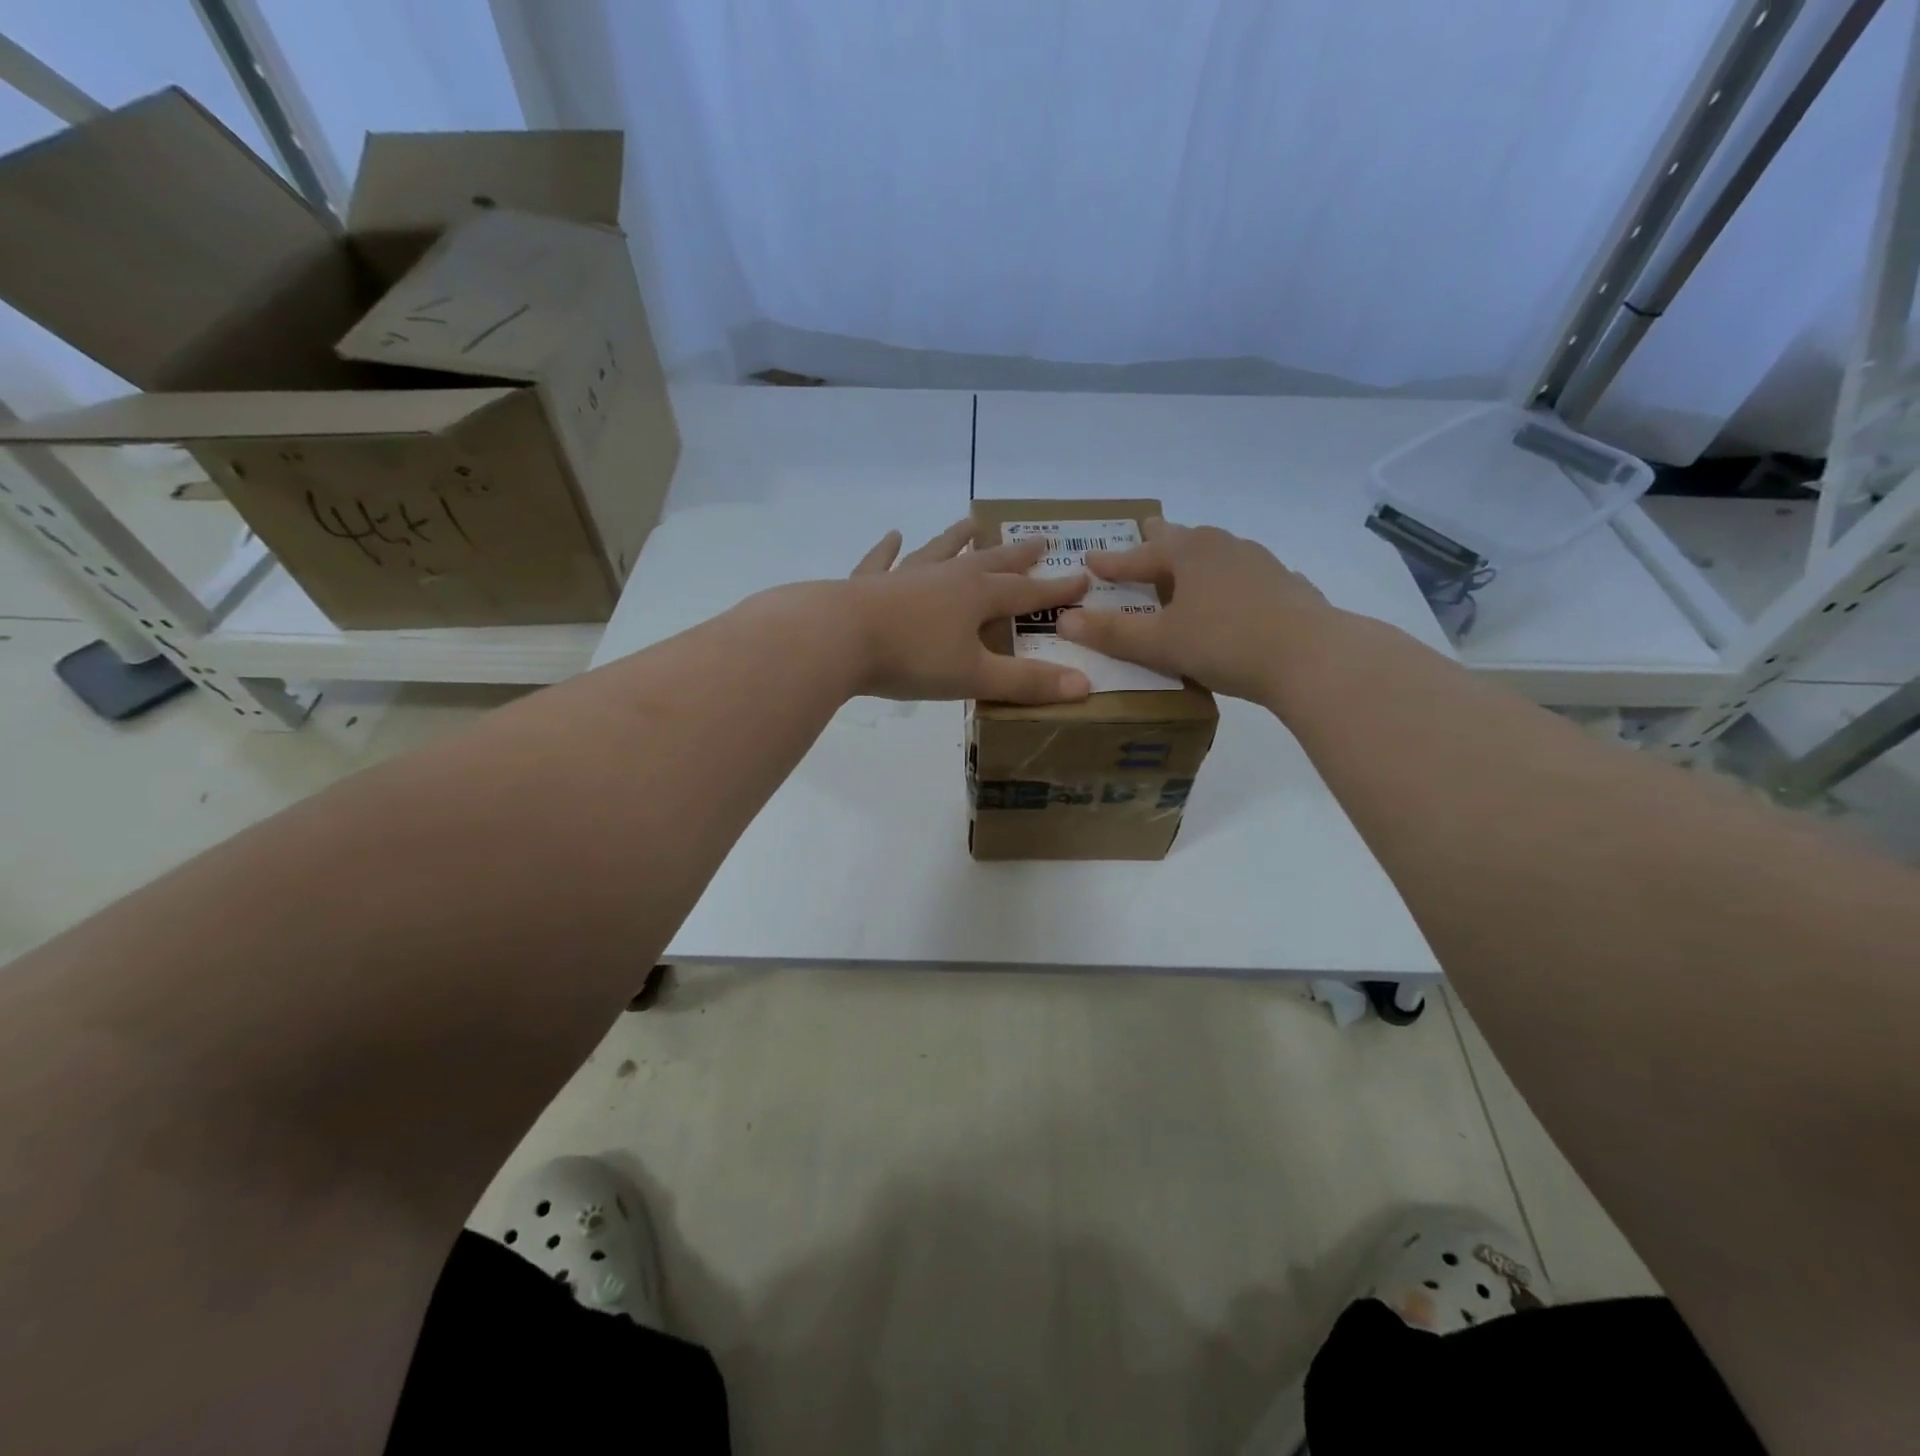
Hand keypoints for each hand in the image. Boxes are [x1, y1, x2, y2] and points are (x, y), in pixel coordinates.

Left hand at [841, 519, 1092, 702]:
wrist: (836, 638)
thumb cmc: (912, 658)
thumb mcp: (975, 676)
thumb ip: (1027, 682)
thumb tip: (1085, 686)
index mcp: (976, 596)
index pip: (1026, 593)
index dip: (1055, 589)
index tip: (1082, 577)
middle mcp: (945, 577)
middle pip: (988, 563)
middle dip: (1016, 556)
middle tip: (1038, 540)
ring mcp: (905, 577)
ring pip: (938, 552)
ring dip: (957, 539)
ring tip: (972, 522)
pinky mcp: (867, 585)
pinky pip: (882, 562)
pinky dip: (888, 549)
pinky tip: (892, 535)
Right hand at [1057, 518, 1334, 701]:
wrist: (1311, 656)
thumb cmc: (1225, 642)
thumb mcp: (1160, 643)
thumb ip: (1112, 632)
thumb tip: (1064, 620)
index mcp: (1190, 553)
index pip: (1140, 555)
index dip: (1113, 561)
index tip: (1090, 560)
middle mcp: (1224, 547)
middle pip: (1184, 539)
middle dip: (1160, 541)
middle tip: (1146, 534)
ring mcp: (1261, 564)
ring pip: (1218, 554)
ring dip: (1196, 560)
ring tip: (1188, 568)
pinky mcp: (1286, 587)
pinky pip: (1245, 577)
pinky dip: (1228, 582)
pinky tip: (1234, 596)